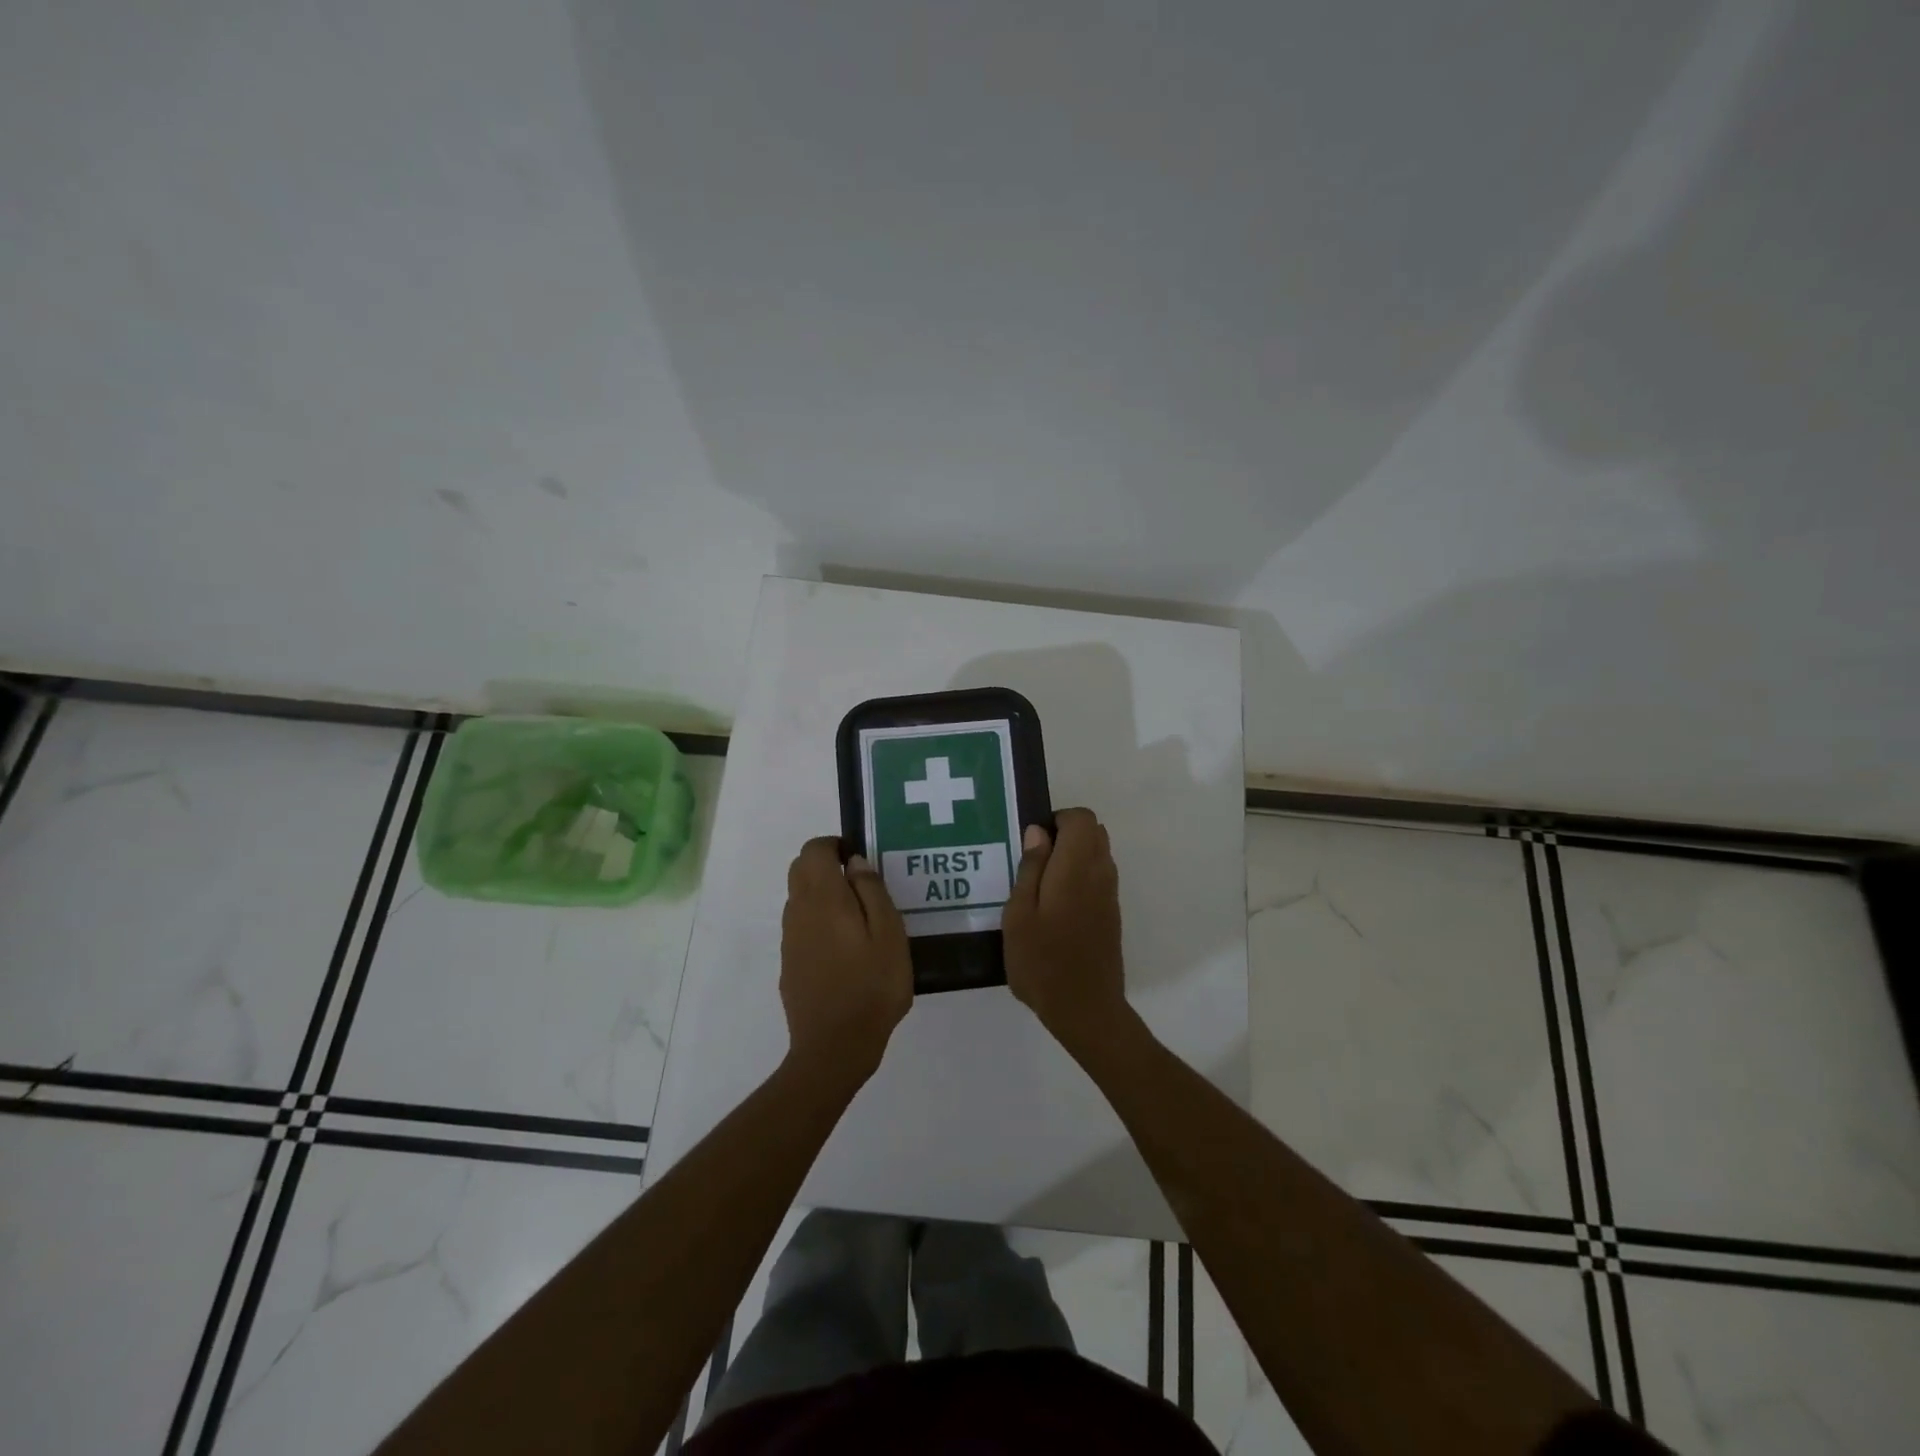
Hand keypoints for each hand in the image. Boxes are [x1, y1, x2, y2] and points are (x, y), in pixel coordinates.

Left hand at [780, 837, 912, 1092]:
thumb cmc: (872, 986)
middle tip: (862, 884)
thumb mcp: (889, 933)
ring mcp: (790, 939)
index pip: (814, 849)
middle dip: (826, 865)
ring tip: (860, 918)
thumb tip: (855, 862)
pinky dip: (818, 920)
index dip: (835, 845)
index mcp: (823, 898)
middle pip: (801, 869)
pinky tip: (845, 948)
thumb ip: (872, 890)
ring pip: (799, 897)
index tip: (861, 859)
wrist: (834, 1047)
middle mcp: (798, 911)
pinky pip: (801, 925)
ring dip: (823, 893)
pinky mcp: (789, 962)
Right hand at [1002, 808, 1130, 1051]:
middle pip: (1094, 832)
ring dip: (1074, 856)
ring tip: (1040, 884)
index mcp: (1077, 868)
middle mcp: (1100, 874)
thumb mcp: (1019, 914)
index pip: (1082, 818)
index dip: (1058, 819)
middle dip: (1066, 834)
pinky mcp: (1111, 914)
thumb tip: (1038, 832)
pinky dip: (1080, 876)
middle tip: (1033, 860)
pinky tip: (1055, 905)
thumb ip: (1030, 868)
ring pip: (1099, 854)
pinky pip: (1099, 877)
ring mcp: (1110, 895)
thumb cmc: (1042, 962)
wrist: (1085, 1009)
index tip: (1032, 840)